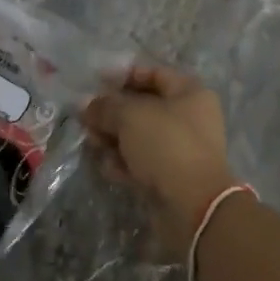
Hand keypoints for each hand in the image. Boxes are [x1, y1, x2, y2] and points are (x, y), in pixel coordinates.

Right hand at [83, 65, 239, 252]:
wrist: (193, 206)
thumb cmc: (166, 145)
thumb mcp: (130, 116)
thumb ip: (105, 106)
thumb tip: (86, 104)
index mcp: (190, 93)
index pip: (153, 74)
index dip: (123, 75)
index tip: (96, 83)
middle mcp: (189, 118)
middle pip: (143, 107)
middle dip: (112, 112)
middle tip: (87, 118)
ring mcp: (181, 150)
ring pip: (139, 136)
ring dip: (113, 138)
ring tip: (92, 142)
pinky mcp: (172, 177)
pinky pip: (142, 162)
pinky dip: (124, 162)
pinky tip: (107, 167)